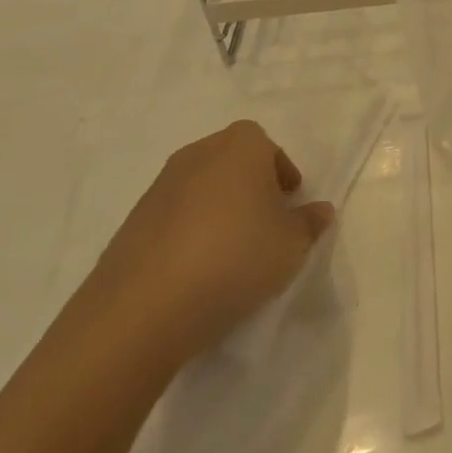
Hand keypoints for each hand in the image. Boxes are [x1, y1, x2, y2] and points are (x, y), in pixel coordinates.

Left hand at [84, 120, 333, 368]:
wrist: (144, 307)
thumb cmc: (236, 258)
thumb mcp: (292, 245)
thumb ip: (310, 223)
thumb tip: (319, 210)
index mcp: (240, 147)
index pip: (266, 144)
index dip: (280, 170)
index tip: (288, 201)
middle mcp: (197, 155)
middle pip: (231, 161)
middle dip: (250, 186)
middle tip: (264, 223)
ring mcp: (159, 187)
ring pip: (201, 188)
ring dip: (218, 209)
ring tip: (231, 252)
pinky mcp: (132, 222)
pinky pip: (173, 217)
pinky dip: (189, 233)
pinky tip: (197, 270)